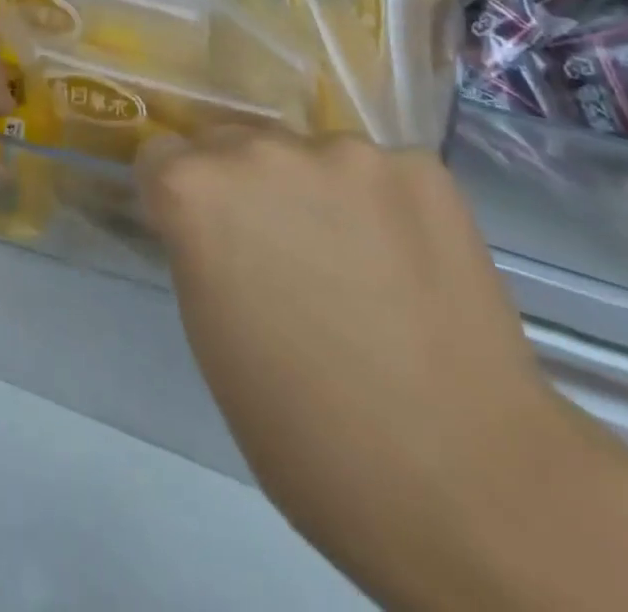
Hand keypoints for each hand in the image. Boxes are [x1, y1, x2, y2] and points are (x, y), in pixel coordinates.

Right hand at [138, 130, 579, 603]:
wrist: (466, 484)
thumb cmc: (306, 430)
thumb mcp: (211, 334)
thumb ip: (201, 249)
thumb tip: (219, 226)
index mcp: (196, 190)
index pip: (161, 156)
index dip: (179, 200)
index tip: (205, 239)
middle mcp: (261, 149)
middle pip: (232, 144)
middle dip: (243, 187)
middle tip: (283, 255)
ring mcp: (346, 151)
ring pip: (308, 155)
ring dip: (316, 192)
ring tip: (357, 266)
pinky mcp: (420, 168)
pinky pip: (380, 172)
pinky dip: (383, 205)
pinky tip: (408, 266)